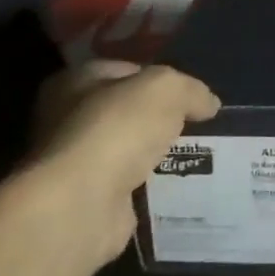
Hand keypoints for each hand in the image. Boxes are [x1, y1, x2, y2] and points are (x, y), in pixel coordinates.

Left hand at [31, 61, 220, 262]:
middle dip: (161, 120)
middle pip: (128, 111)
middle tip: (197, 126)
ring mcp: (75, 162)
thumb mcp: (167, 89)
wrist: (82, 205)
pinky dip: (151, 186)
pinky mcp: (87, 199)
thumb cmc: (117, 129)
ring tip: (197, 157)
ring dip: (157, 155)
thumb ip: (191, 90)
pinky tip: (177, 185)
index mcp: (76, 81)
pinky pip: (130, 185)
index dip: (161, 79)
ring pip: (129, 149)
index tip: (191, 96)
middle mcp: (66, 119)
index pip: (126, 70)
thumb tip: (208, 104)